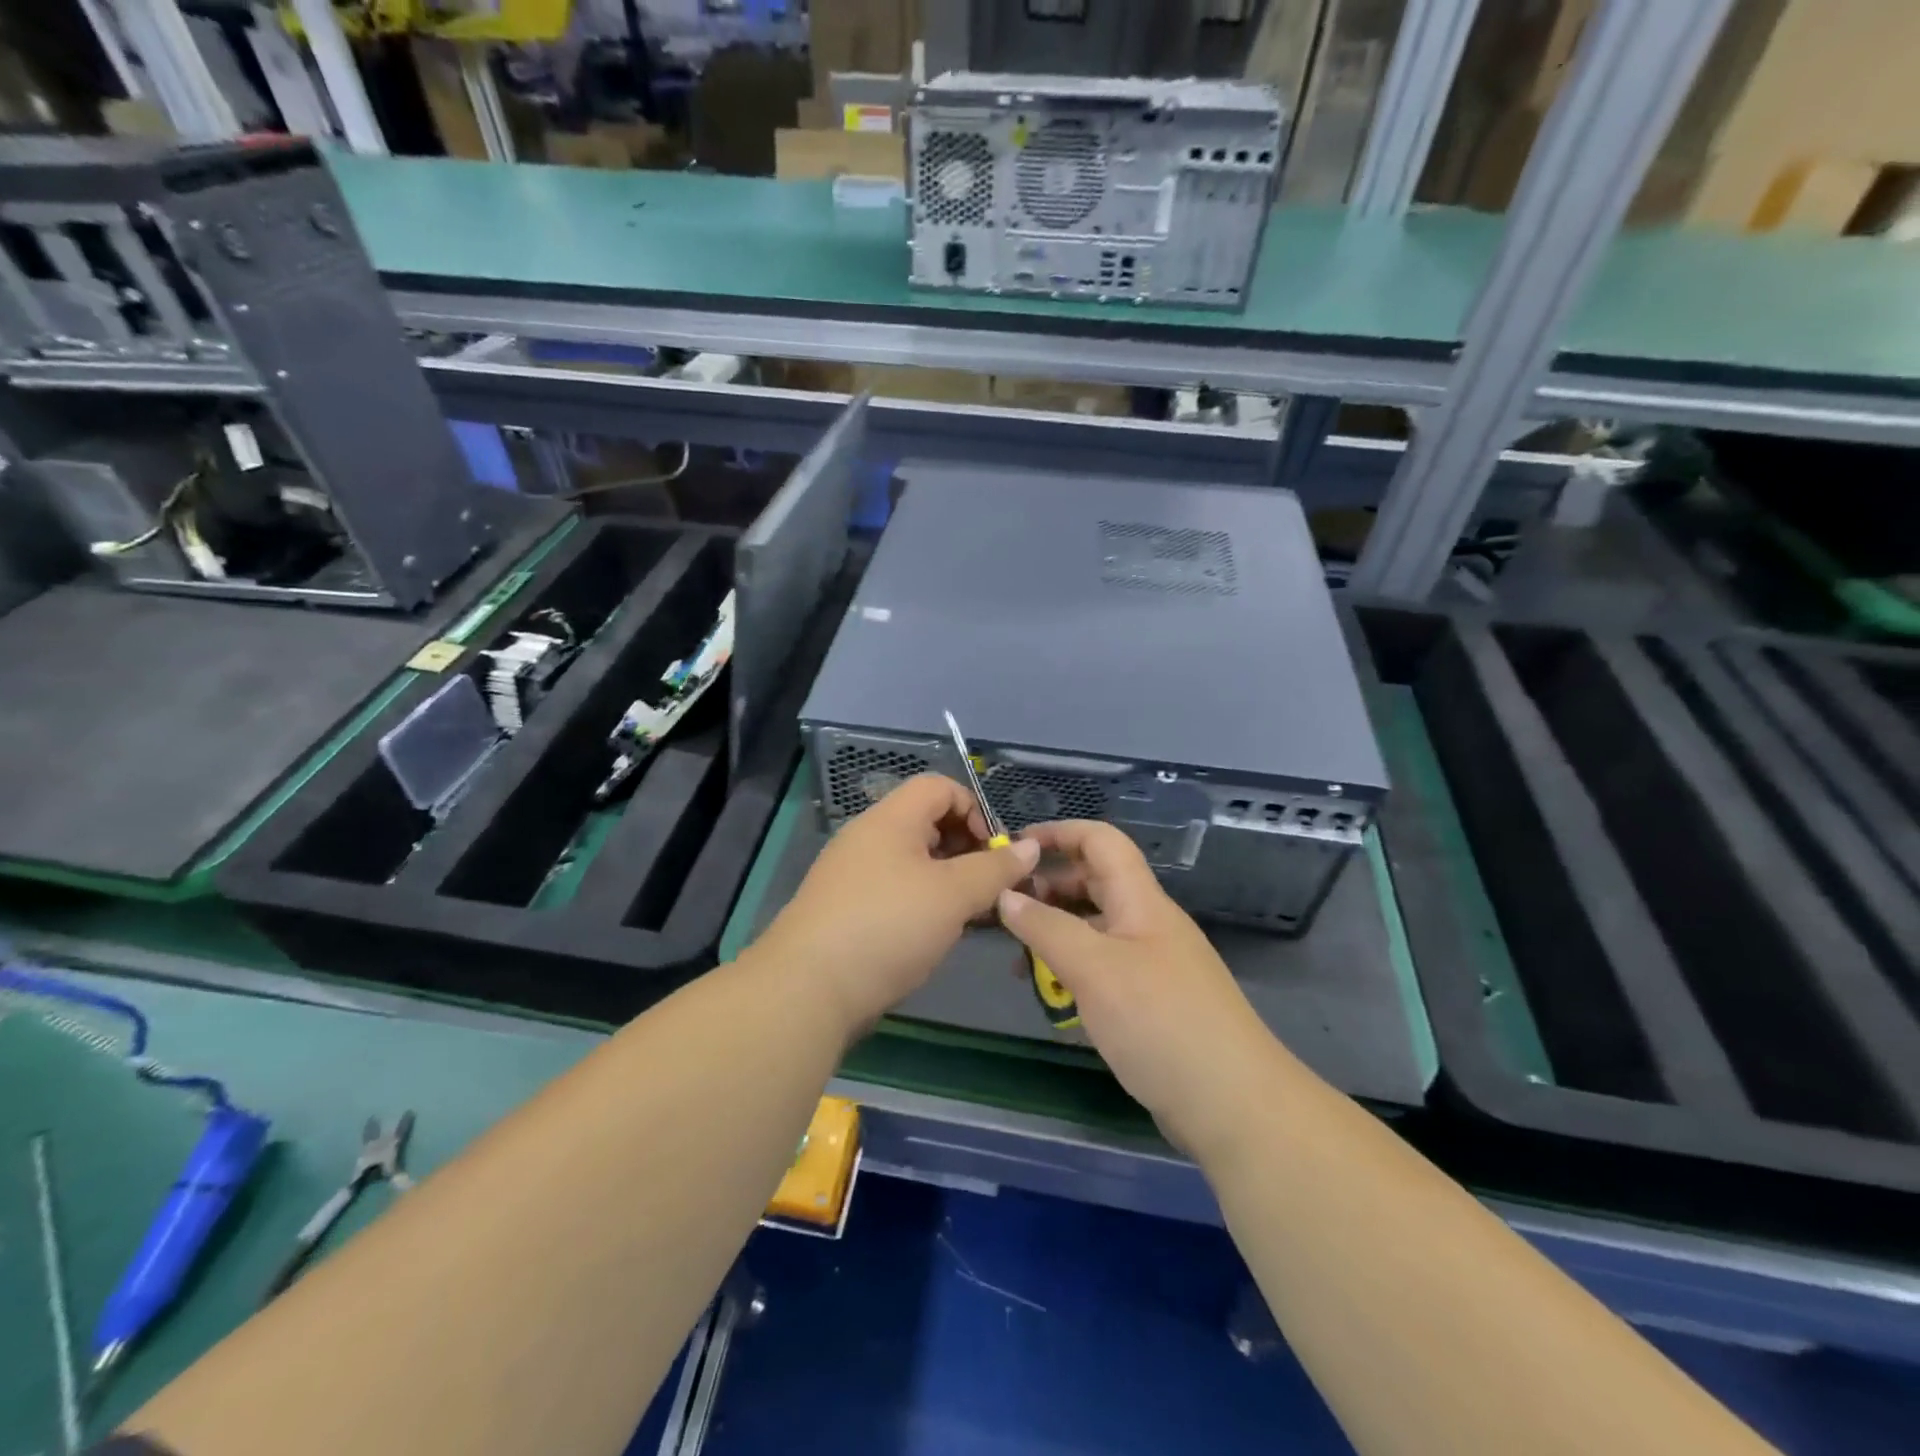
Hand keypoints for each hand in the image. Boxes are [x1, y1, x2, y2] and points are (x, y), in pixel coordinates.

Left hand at [760, 774, 1039, 1033]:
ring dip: (946, 880)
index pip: (940, 787)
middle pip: (926, 822)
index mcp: (891, 819)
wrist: (808, 988)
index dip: (974, 809)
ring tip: (968, 915)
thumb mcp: (952, 895)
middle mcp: (868, 837)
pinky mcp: (845, 909)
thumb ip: (995, 869)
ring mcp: (852, 874)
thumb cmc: (889, 926)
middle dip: (965, 848)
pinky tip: (934, 935)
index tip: (993, 852)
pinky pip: (894, 890)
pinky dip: (921, 902)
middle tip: (986, 887)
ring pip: (912, 861)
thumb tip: (1029, 848)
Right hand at [997, 821, 1279, 1156]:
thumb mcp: (1094, 969)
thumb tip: (1006, 895)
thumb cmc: (1160, 1023)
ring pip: (1095, 929)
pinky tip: (1052, 996)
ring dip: (1056, 933)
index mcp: (1141, 901)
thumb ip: (1046, 928)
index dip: (1059, 833)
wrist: (1233, 1105)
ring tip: (1018, 959)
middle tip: (1004, 910)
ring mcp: (1152, 964)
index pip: (1101, 841)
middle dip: (1049, 887)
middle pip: (1095, 883)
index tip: (1015, 848)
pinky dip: (1073, 970)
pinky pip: (1104, 968)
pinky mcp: (1152, 1001)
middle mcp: (1148, 923)